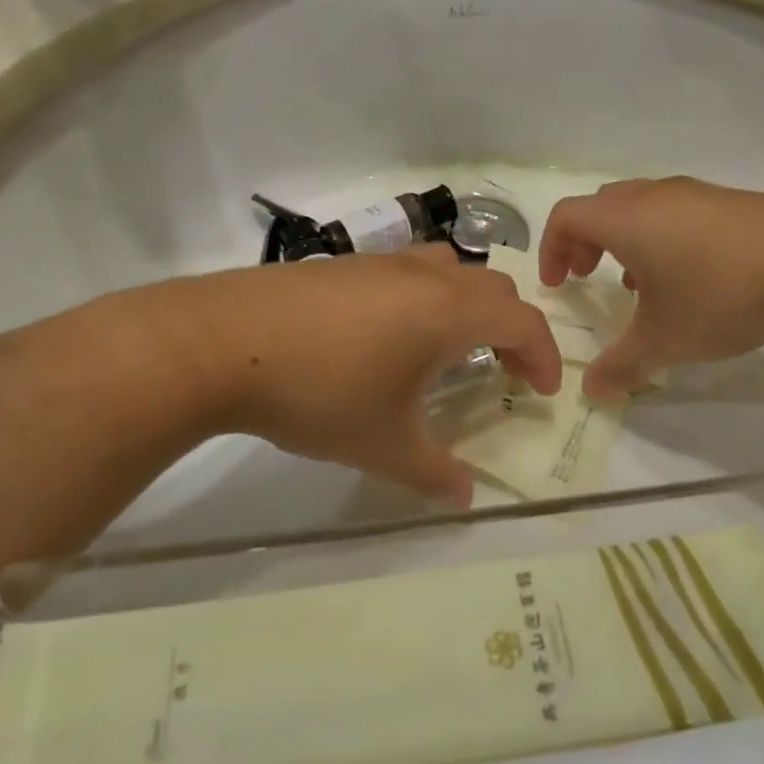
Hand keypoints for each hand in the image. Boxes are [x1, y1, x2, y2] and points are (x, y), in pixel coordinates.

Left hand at [168, 247, 562, 506]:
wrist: (219, 343)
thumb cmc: (318, 392)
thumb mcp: (382, 444)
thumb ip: (432, 473)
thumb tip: (465, 500)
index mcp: (446, 312)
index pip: (522, 322)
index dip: (544, 355)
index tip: (542, 391)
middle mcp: (422, 277)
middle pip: (493, 289)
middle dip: (513, 329)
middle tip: (507, 371)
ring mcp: (379, 263)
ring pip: (450, 269)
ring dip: (469, 304)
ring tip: (454, 346)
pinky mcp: (341, 264)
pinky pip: (407, 271)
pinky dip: (427, 297)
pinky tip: (391, 335)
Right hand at [539, 177, 763, 398]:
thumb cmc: (719, 295)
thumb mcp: (664, 341)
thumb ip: (621, 367)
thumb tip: (592, 393)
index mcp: (626, 219)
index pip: (566, 216)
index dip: (551, 249)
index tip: (560, 285)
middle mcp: (656, 196)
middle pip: (602, 205)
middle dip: (585, 241)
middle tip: (588, 276)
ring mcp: (699, 195)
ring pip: (643, 207)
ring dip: (626, 240)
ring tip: (639, 284)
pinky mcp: (735, 203)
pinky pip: (680, 213)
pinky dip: (665, 238)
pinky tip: (691, 280)